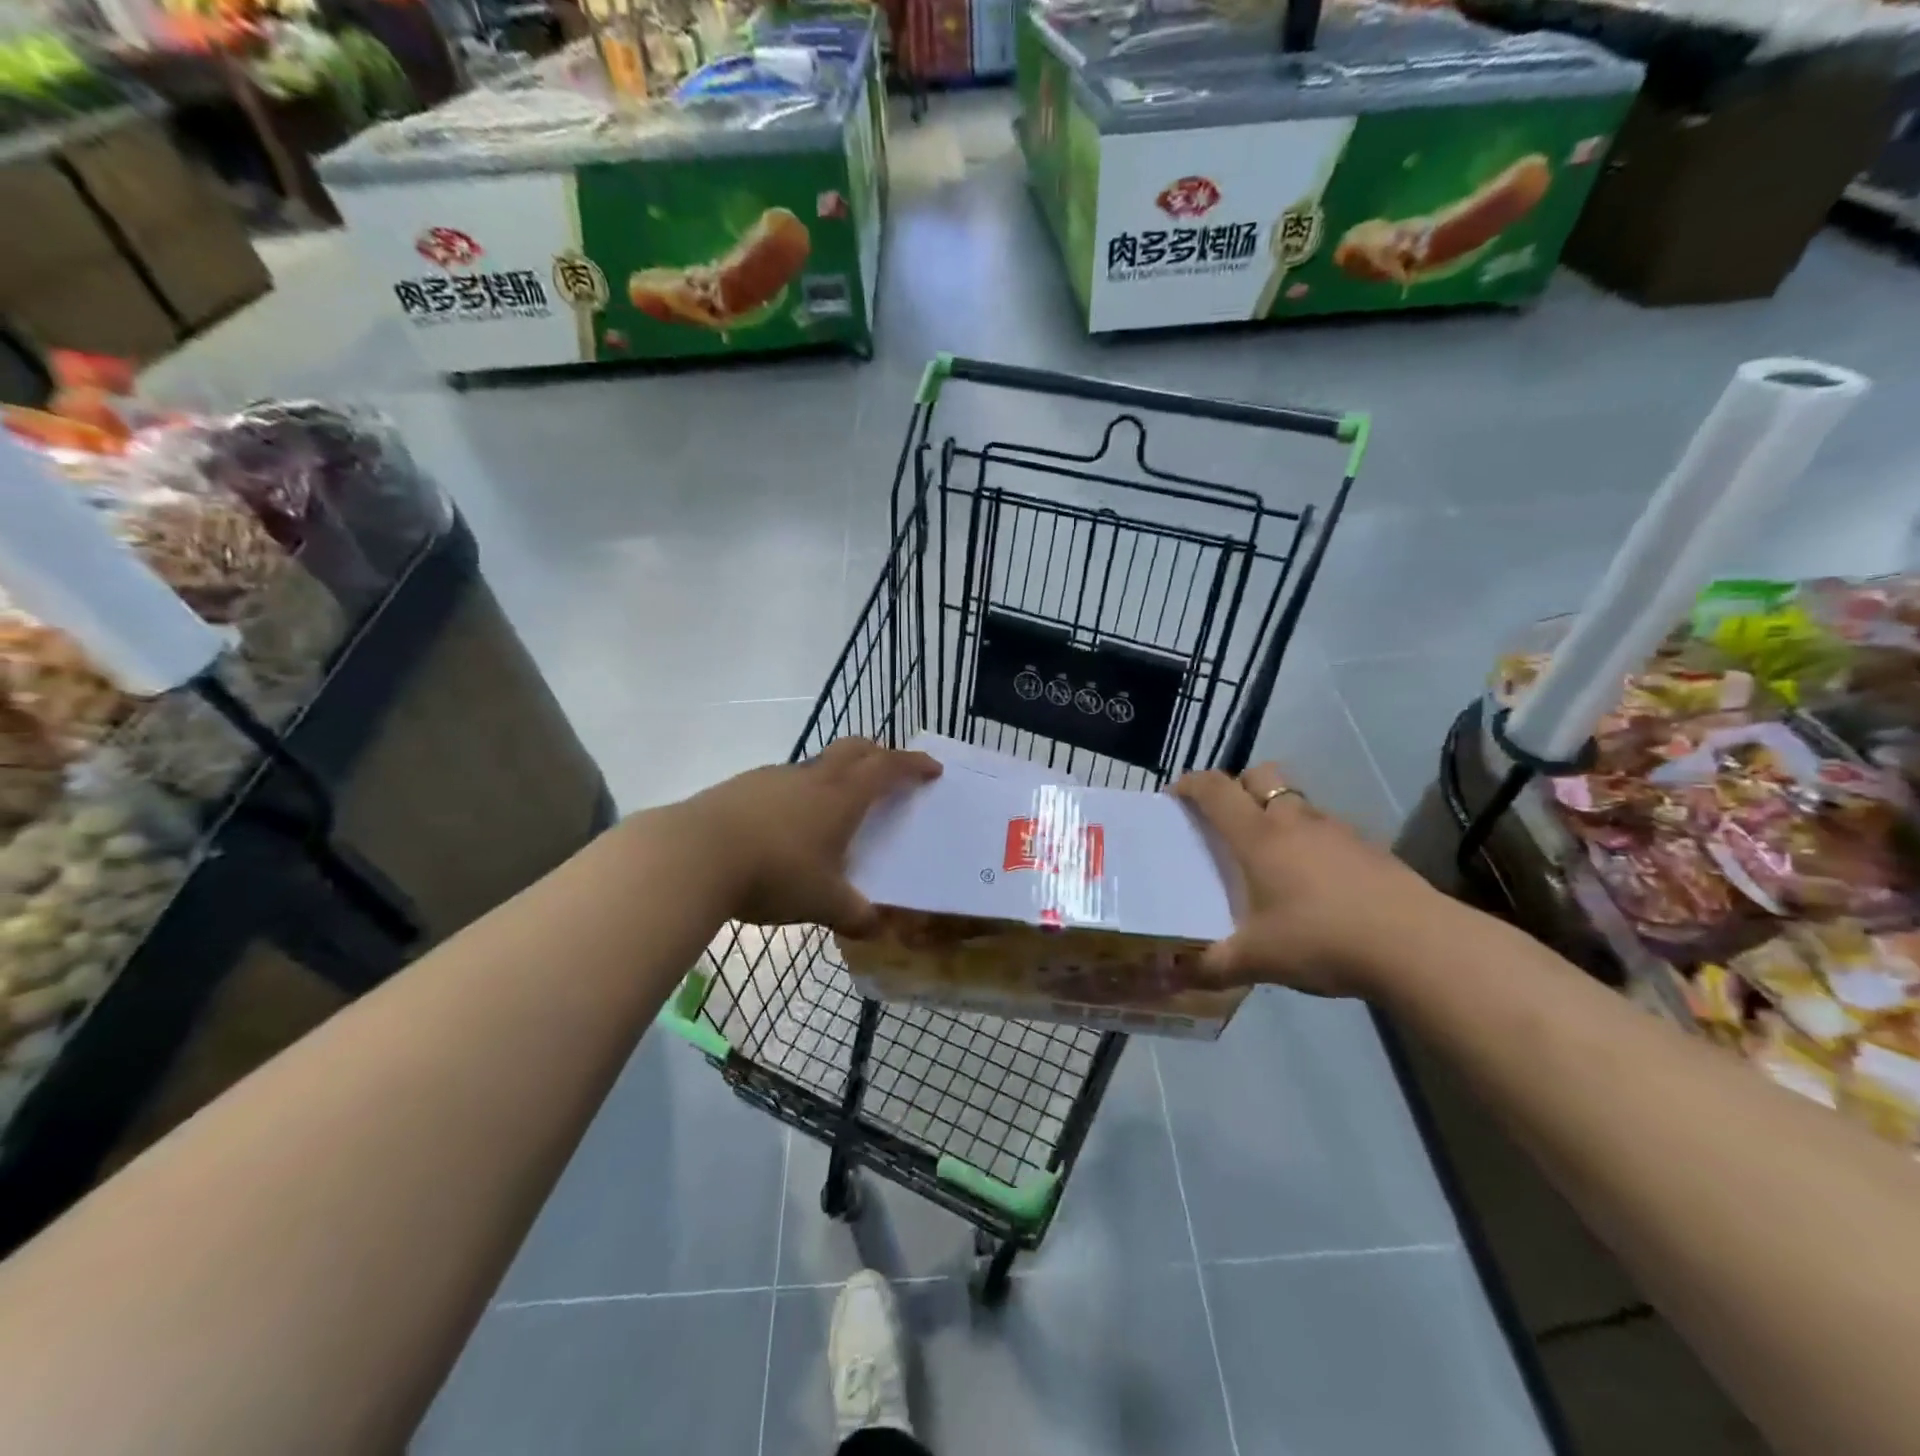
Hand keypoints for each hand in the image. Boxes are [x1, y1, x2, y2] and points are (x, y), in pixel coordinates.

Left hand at [673, 738, 940, 932]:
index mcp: (842, 796)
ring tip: (835, 808)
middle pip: (854, 748)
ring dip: (835, 775)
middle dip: (878, 754)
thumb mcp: (822, 902)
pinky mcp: (741, 787)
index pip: (888, 768)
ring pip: (816, 764)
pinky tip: (786, 826)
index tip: (932, 768)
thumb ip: (854, 915)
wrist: (693, 855)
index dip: (913, 765)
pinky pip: (783, 782)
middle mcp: (812, 777)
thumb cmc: (774, 873)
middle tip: (889, 770)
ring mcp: (774, 778)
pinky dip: (799, 793)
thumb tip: (875, 929)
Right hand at [1172, 763, 1456, 997]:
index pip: (1216, 790)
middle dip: (1237, 786)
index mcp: (1258, 836)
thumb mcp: (1257, 960)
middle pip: (1260, 775)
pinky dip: (1311, 839)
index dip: (1191, 784)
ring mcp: (1337, 830)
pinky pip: (1327, 828)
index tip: (1175, 795)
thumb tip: (1171, 978)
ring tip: (1270, 854)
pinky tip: (1315, 880)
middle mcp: (1294, 820)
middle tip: (1226, 819)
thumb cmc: (1321, 939)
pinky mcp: (1370, 848)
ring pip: (1296, 801)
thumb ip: (1210, 967)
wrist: (1418, 946)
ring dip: (1276, 812)